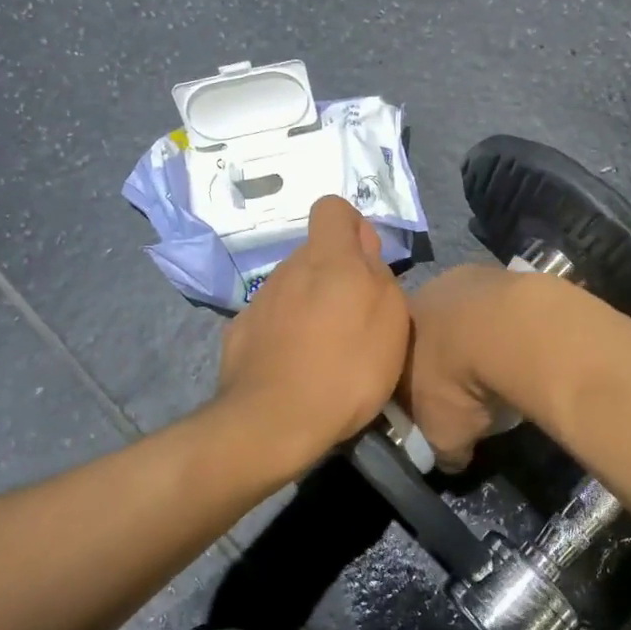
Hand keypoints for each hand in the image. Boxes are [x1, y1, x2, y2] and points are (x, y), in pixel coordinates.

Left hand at [216, 196, 410, 471]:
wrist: (274, 421)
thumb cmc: (347, 368)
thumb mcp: (391, 320)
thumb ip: (378, 274)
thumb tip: (363, 252)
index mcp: (327, 258)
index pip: (333, 208)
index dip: (353, 228)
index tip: (367, 263)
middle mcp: (288, 269)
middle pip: (314, 254)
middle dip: (334, 275)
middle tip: (355, 320)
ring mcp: (259, 301)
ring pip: (292, 288)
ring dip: (310, 306)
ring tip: (326, 351)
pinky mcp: (239, 332)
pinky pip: (270, 320)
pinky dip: (284, 334)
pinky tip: (295, 368)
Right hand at [398, 265, 523, 471]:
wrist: (508, 331)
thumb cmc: (457, 384)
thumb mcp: (444, 434)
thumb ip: (442, 449)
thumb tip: (451, 461)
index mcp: (397, 332)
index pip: (394, 358)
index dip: (408, 382)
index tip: (428, 403)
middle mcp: (423, 296)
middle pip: (429, 328)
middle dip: (444, 353)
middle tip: (466, 383)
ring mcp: (464, 278)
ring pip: (466, 311)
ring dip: (478, 333)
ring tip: (499, 364)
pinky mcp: (503, 272)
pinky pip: (501, 303)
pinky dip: (508, 323)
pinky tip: (523, 345)